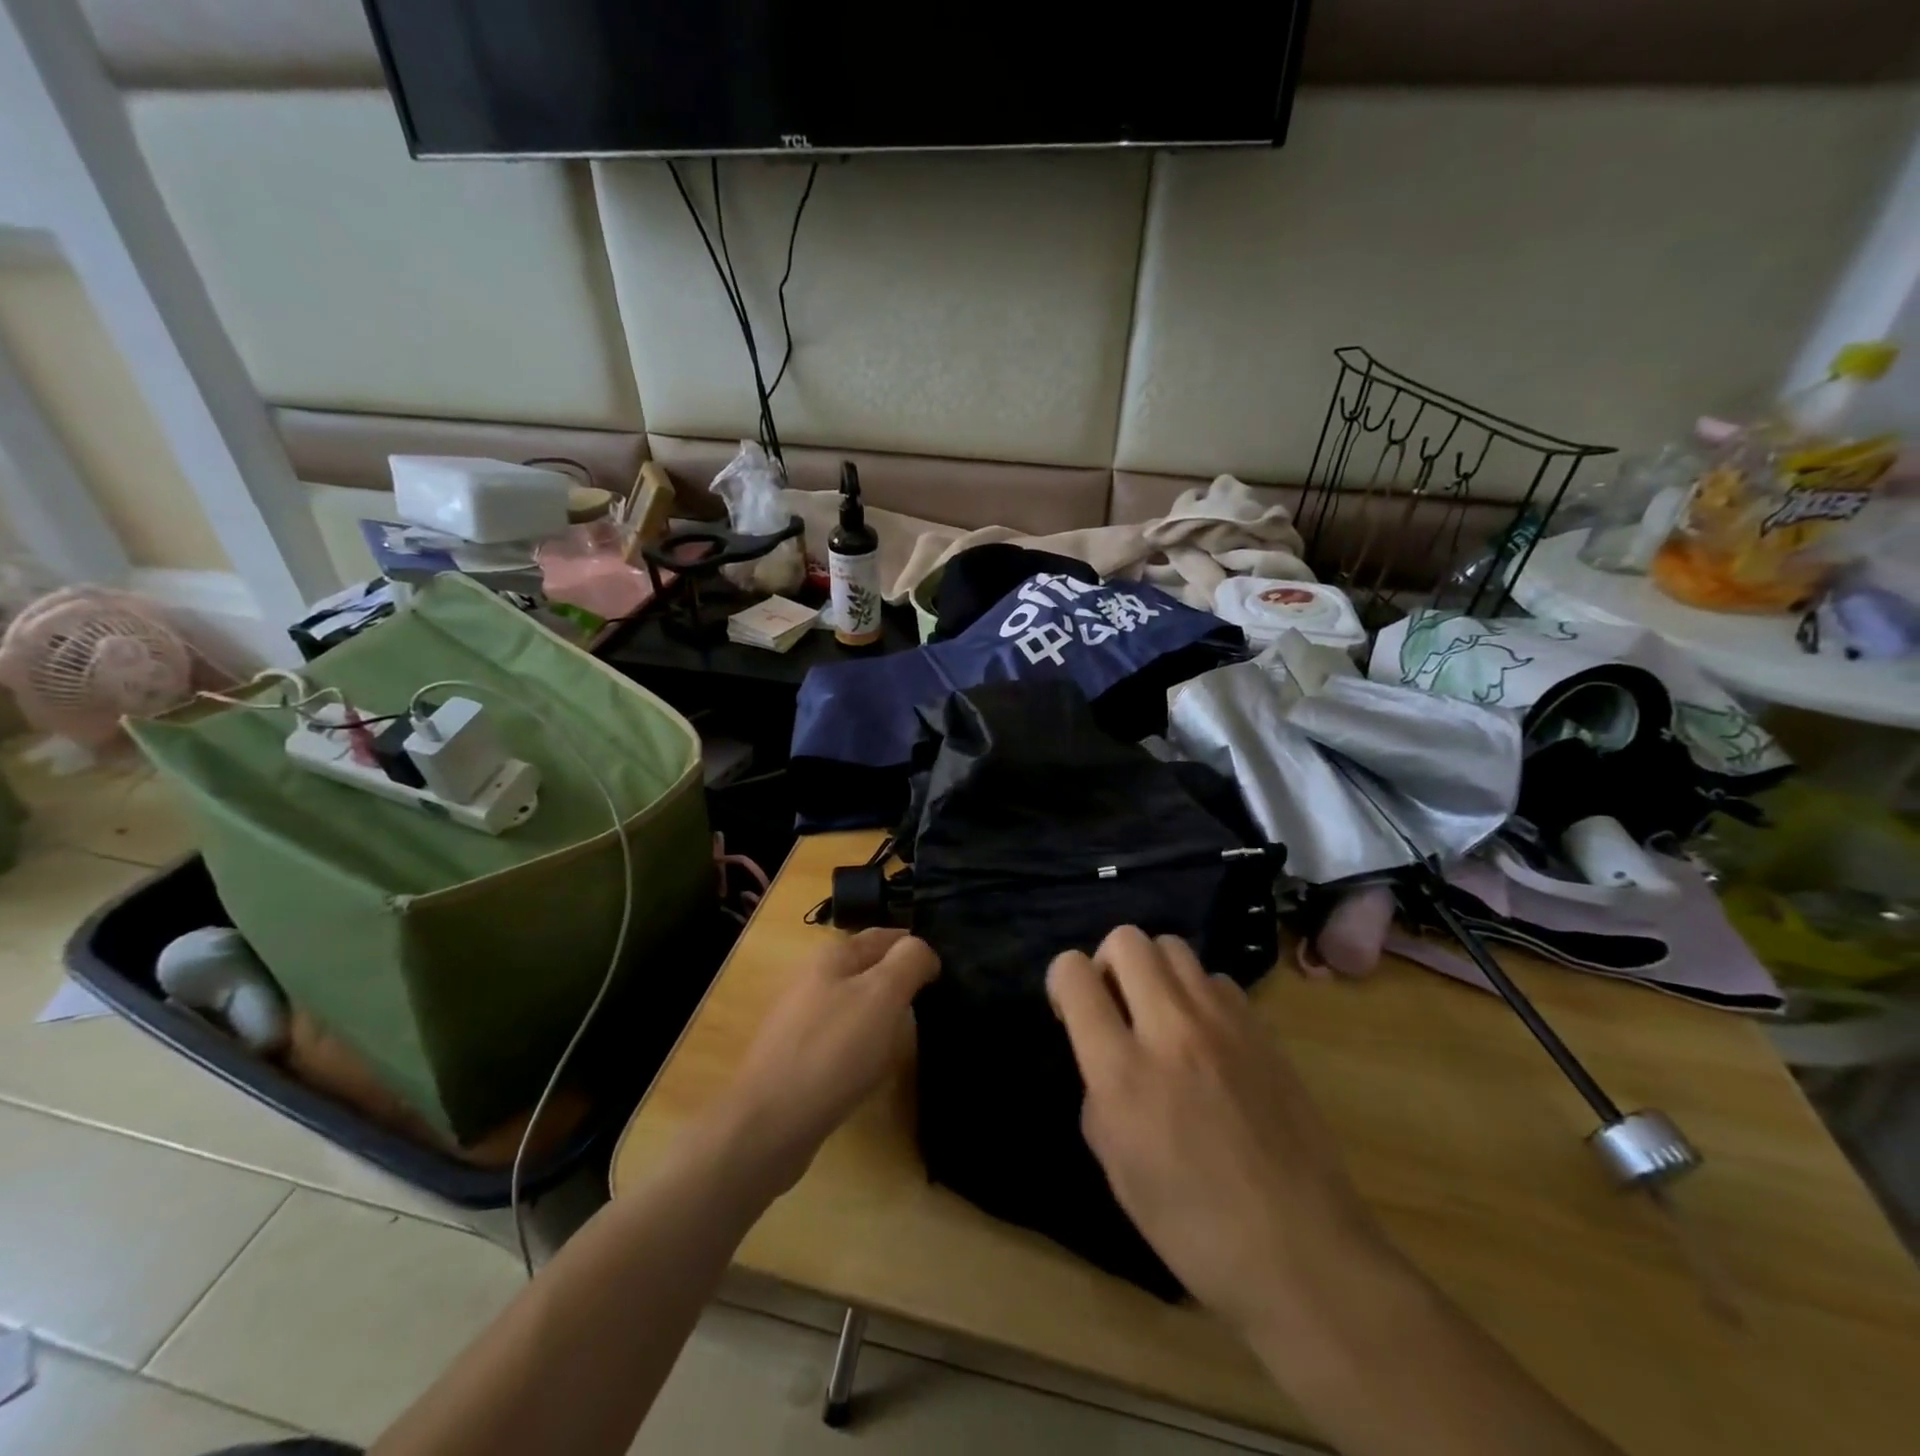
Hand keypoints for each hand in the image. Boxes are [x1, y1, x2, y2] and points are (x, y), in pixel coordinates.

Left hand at [719, 928, 938, 1194]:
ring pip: (855, 1004)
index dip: (915, 947)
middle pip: (868, 969)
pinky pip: (842, 1038)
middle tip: (933, 1003)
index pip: (884, 936)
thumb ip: (909, 961)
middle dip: (899, 979)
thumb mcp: (883, 995)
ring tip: (909, 1035)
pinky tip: (874, 1066)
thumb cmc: (834, 1050)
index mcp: (832, 956)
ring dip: (883, 1014)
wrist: (770, 1124)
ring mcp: (801, 1019)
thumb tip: (924, 952)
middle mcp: (813, 979)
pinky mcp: (798, 1057)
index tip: (944, 970)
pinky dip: (864, 1045)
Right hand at [1047, 927, 1381, 1336]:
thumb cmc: (1193, 1227)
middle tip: (1116, 1006)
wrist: (1301, 1252)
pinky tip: (1206, 1038)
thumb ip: (1098, 1092)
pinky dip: (1198, 994)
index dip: (1061, 981)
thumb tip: (1105, 1056)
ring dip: (1153, 971)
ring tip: (1160, 1016)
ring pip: (1173, 946)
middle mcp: (1171, 1029)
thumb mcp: (1116, 1167)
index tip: (1070, 1010)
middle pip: (1126, 939)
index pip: (1074, 974)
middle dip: (1107, 963)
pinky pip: (1216, 980)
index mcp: (1123, 1070)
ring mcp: (1223, 1023)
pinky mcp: (1261, 1029)